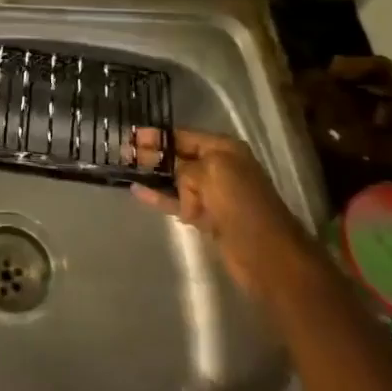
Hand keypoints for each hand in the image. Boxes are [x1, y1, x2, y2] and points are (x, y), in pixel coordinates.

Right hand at [128, 127, 313, 300]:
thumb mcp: (211, 172)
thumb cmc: (241, 204)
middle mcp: (219, 167)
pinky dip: (159, 197)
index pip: (183, 136)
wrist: (267, 255)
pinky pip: (177, 201)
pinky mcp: (206, 217)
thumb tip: (173, 179)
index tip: (130, 136)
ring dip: (153, 176)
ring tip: (126, 170)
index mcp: (224, 150)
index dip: (157, 136)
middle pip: (178, 156)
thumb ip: (184, 167)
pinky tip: (137, 191)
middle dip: (153, 154)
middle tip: (124, 152)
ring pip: (175, 180)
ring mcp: (212, 194)